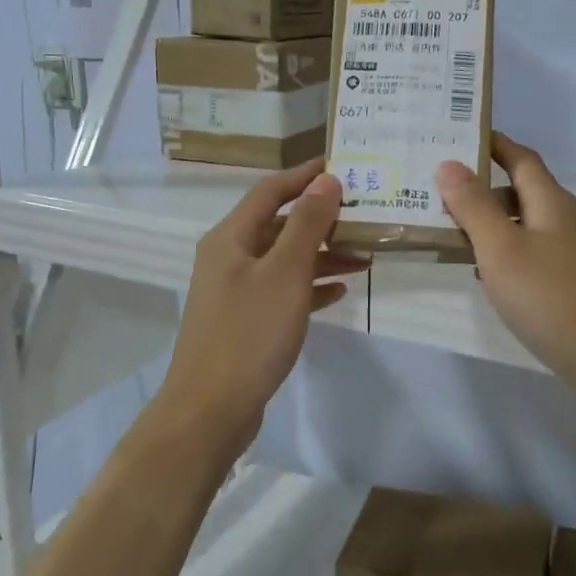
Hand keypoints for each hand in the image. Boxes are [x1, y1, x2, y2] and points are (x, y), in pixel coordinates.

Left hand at [159, 160, 368, 456]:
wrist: (210, 410)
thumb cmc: (249, 333)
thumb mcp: (285, 273)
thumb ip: (307, 224)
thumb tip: (327, 180)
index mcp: (231, 238)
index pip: (271, 191)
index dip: (305, 175)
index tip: (343, 165)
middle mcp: (229, 258)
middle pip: (279, 225)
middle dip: (321, 220)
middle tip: (364, 216)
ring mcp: (236, 292)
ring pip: (284, 260)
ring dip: (321, 255)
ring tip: (364, 257)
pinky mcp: (246, 321)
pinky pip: (282, 292)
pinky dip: (310, 287)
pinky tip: (339, 292)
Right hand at [437, 133, 575, 397]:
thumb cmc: (553, 298)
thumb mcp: (502, 249)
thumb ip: (474, 207)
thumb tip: (450, 163)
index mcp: (553, 203)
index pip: (522, 158)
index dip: (495, 144)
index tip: (462, 135)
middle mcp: (571, 221)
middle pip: (525, 192)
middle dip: (486, 190)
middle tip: (442, 195)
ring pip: (531, 226)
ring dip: (496, 226)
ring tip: (457, 237)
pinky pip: (540, 255)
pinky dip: (512, 255)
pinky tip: (493, 279)